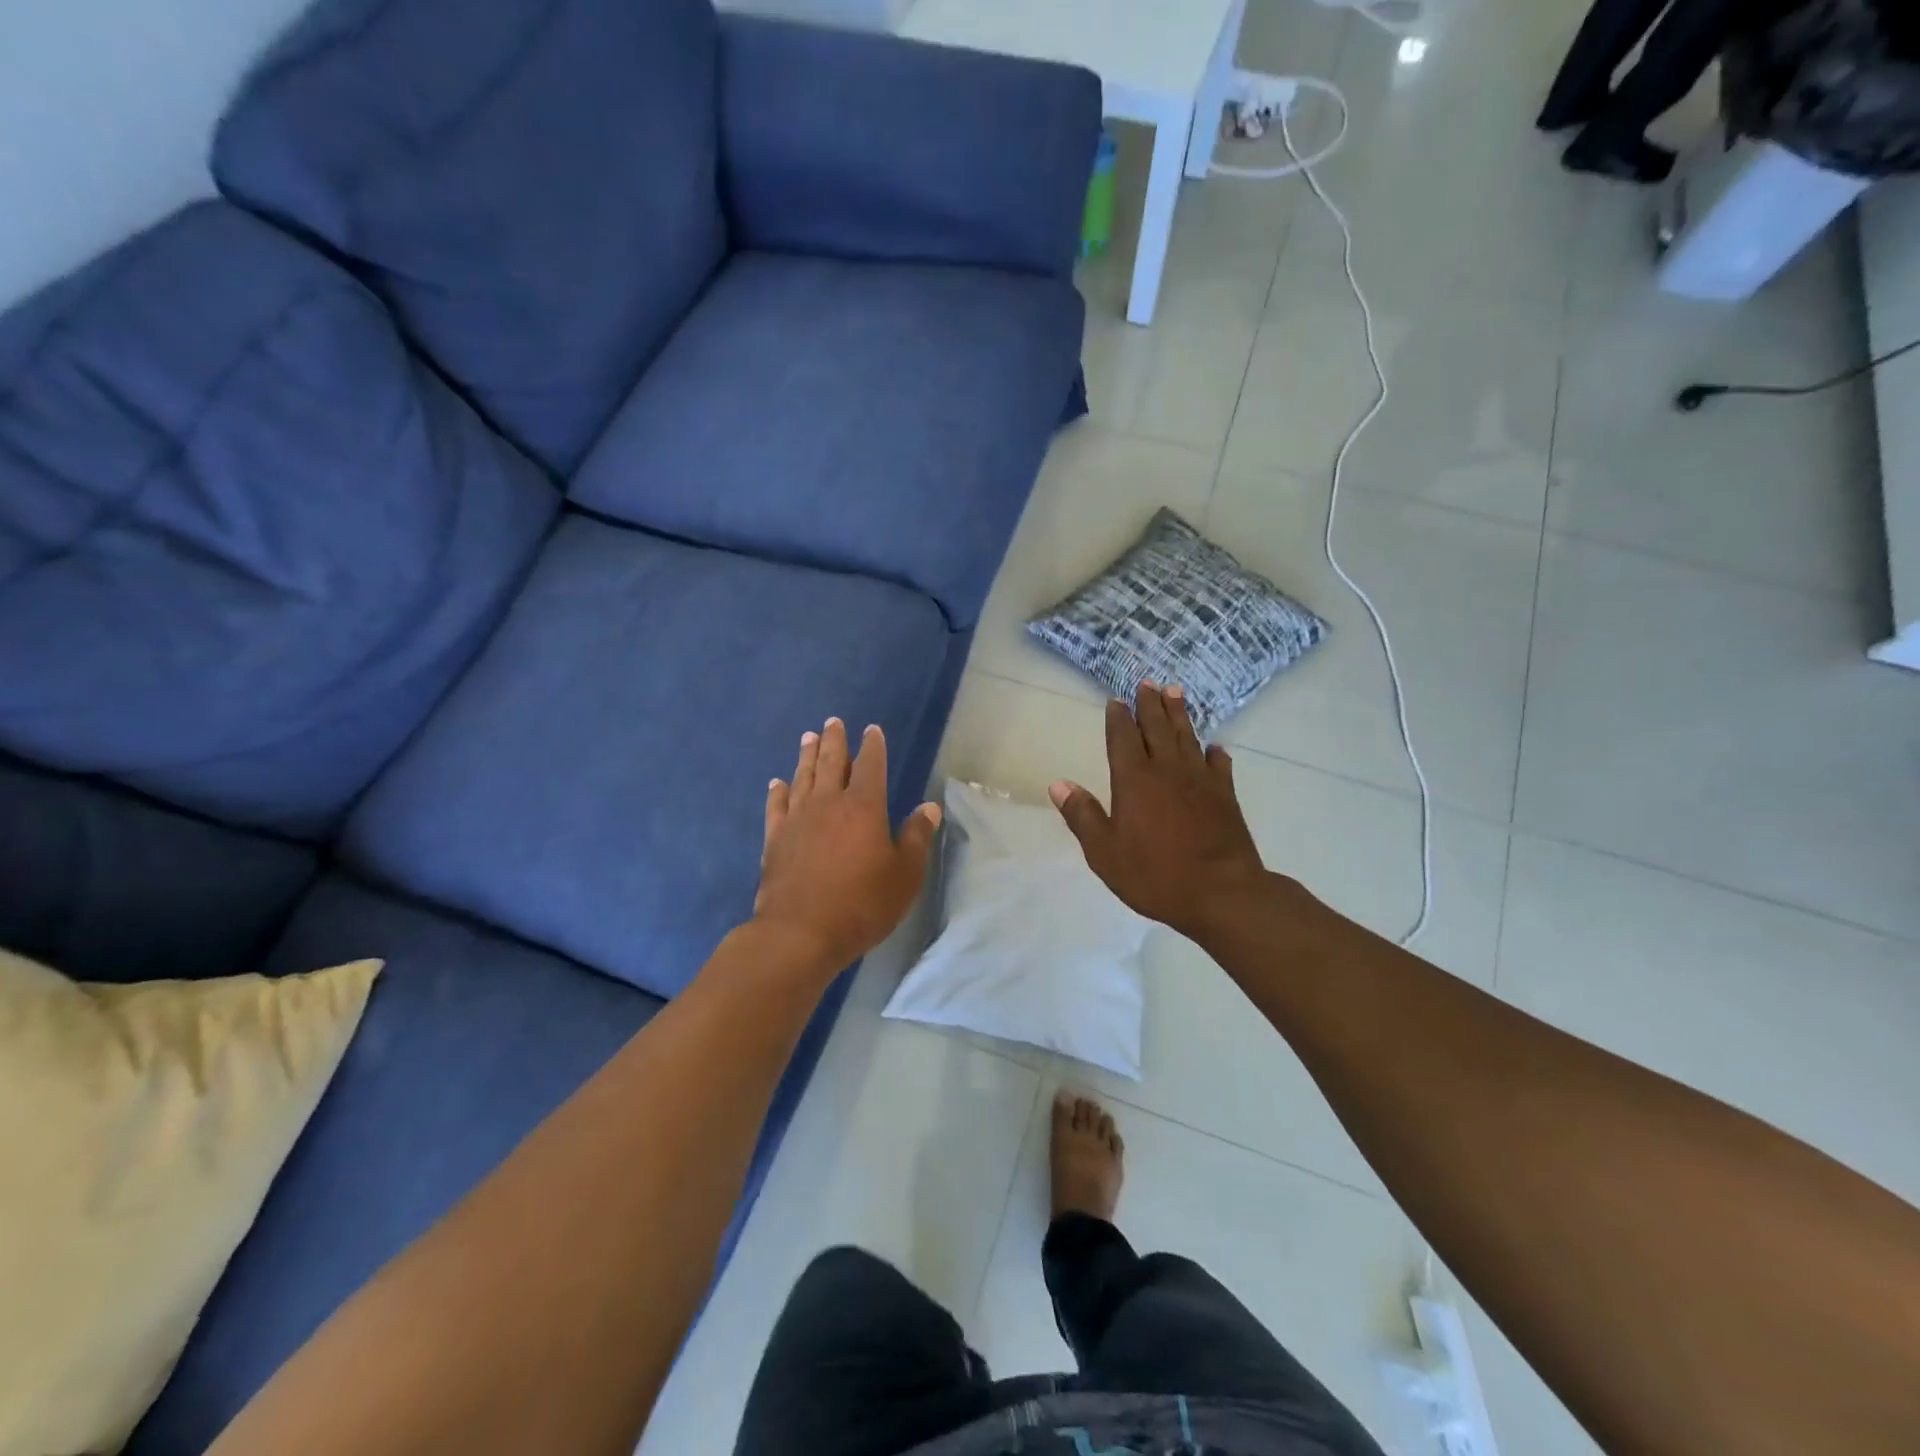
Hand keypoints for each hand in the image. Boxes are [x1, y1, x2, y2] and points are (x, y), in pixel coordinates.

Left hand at [755, 718, 941, 976]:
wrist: (800, 932)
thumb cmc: (861, 904)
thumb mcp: (904, 875)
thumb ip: (916, 837)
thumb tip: (928, 807)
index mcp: (863, 807)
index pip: (870, 766)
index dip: (873, 746)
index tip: (872, 730)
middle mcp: (828, 803)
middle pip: (830, 762)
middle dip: (834, 740)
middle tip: (833, 722)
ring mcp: (797, 819)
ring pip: (802, 777)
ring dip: (806, 755)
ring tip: (808, 737)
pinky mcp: (775, 839)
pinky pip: (776, 806)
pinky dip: (778, 791)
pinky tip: (777, 783)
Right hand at [1049, 683, 1269, 942]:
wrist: (1222, 893)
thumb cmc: (1155, 875)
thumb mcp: (1105, 853)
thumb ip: (1083, 816)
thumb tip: (1058, 784)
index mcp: (1134, 780)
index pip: (1123, 739)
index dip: (1119, 718)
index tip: (1117, 700)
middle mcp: (1167, 771)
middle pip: (1157, 728)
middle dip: (1150, 704)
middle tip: (1147, 683)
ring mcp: (1200, 780)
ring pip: (1187, 737)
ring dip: (1179, 714)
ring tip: (1174, 692)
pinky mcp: (1226, 796)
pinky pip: (1219, 765)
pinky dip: (1214, 752)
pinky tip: (1214, 746)